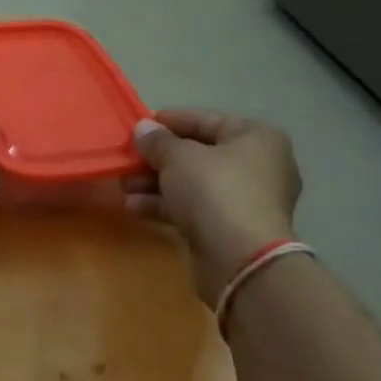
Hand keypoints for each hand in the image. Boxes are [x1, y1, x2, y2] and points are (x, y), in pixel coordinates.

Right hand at [125, 110, 301, 306]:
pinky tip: (134, 208)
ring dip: (155, 183)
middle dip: (157, 158)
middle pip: (198, 154)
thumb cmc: (215, 191)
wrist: (241, 259)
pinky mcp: (231, 229)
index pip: (206, 120)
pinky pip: (194, 208)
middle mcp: (257, 165)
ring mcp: (246, 200)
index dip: (170, 121)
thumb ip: (157, 140)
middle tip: (127, 159)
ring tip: (123, 186)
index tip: (139, 125)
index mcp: (256, 138)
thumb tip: (142, 128)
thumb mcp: (178, 157)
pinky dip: (166, 206)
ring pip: (193, 184)